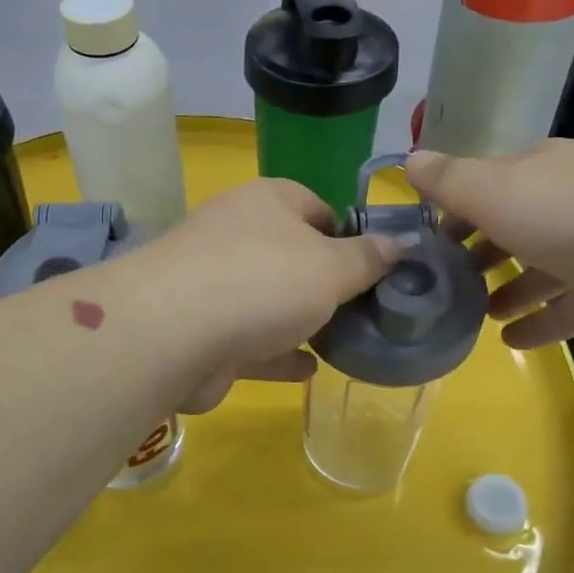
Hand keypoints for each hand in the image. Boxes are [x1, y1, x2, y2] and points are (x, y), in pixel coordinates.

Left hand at [127, 179, 400, 411]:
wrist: (173, 334)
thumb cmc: (264, 281)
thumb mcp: (332, 267)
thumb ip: (368, 258)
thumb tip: (400, 243)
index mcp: (267, 202)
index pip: (315, 206)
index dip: (347, 234)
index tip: (374, 268)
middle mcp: (236, 235)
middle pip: (291, 254)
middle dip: (325, 282)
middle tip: (364, 310)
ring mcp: (214, 284)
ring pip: (268, 300)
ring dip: (301, 320)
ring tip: (344, 340)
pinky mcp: (202, 332)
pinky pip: (250, 341)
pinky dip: (278, 354)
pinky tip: (309, 370)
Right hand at [406, 141, 573, 347]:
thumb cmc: (572, 217)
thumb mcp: (496, 192)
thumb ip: (450, 181)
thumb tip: (409, 160)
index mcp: (541, 170)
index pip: (488, 183)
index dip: (454, 209)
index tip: (426, 241)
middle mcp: (571, 200)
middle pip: (516, 226)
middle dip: (481, 252)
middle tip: (446, 283)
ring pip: (543, 268)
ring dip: (509, 290)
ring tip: (476, 316)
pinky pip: (570, 307)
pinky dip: (540, 322)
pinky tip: (511, 341)